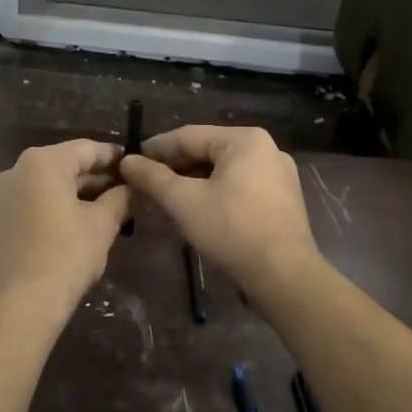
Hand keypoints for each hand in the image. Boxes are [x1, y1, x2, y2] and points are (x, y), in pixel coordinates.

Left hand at [0, 139, 130, 323]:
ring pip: (45, 187)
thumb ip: (120, 198)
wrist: (19, 305)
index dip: (114, 157)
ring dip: (75, 195)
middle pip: (63, 166)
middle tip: (126, 191)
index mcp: (41, 163)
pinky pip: (30, 205)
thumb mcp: (102, 225)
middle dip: (95, 178)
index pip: (86, 149)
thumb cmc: (65, 256)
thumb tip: (132, 187)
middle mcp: (14, 172)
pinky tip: (74, 227)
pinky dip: (53, 209)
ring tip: (105, 210)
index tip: (135, 165)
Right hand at [120, 126, 320, 293]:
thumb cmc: (232, 230)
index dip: (155, 149)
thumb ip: (152, 178)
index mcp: (245, 139)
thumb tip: (127, 161)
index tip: (130, 162)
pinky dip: (214, 193)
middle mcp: (266, 149)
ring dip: (192, 182)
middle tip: (144, 183)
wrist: (284, 276)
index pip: (188, 136)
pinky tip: (196, 209)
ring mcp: (278, 175)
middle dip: (174, 167)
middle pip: (207, 151)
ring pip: (222, 171)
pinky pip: (239, 186)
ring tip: (165, 197)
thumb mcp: (183, 202)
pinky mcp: (282, 199)